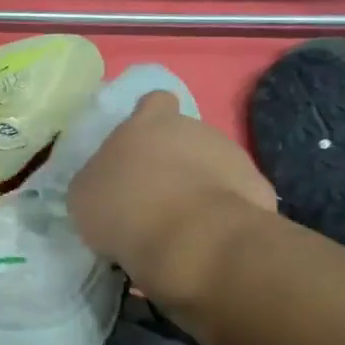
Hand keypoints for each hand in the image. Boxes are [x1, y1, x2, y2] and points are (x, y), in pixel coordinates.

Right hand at [67, 92, 277, 305]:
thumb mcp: (84, 196)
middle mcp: (196, 129)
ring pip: (213, 167)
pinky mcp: (259, 189)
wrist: (193, 241)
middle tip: (153, 200)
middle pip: (185, 138)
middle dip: (174, 162)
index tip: (139, 148)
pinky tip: (207, 241)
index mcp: (149, 123)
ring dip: (199, 188)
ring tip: (180, 227)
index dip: (148, 121)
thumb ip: (98, 180)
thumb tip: (108, 184)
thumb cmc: (125, 209)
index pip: (154, 103)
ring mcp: (234, 156)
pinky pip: (235, 199)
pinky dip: (221, 215)